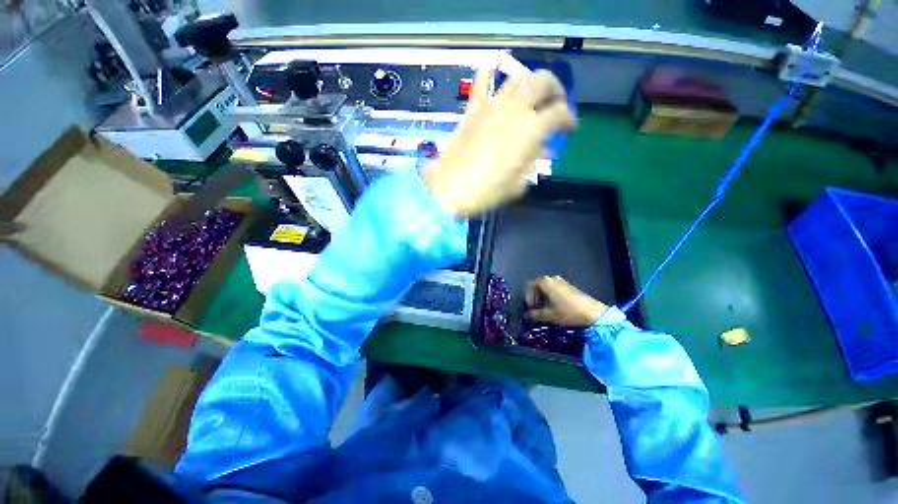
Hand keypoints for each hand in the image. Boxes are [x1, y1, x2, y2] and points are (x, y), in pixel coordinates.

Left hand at [422, 67, 574, 216]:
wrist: (450, 188)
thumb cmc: (487, 191)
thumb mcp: (518, 183)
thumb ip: (532, 162)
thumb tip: (539, 150)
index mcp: (532, 130)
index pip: (560, 113)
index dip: (568, 119)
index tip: (568, 127)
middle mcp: (515, 109)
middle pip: (543, 82)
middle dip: (555, 89)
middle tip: (555, 102)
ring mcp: (492, 105)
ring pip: (517, 78)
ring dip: (529, 82)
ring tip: (531, 95)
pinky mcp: (473, 108)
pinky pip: (482, 80)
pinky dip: (490, 70)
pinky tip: (496, 68)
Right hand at [525, 276, 607, 326]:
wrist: (593, 313)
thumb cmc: (568, 312)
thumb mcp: (549, 315)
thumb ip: (535, 314)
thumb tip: (526, 315)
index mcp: (545, 282)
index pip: (530, 286)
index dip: (528, 297)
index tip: (530, 308)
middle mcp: (552, 278)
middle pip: (538, 285)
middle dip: (535, 296)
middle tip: (535, 308)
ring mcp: (562, 281)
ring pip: (547, 287)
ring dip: (543, 296)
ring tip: (545, 308)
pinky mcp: (570, 286)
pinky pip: (555, 288)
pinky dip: (551, 295)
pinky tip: (555, 306)